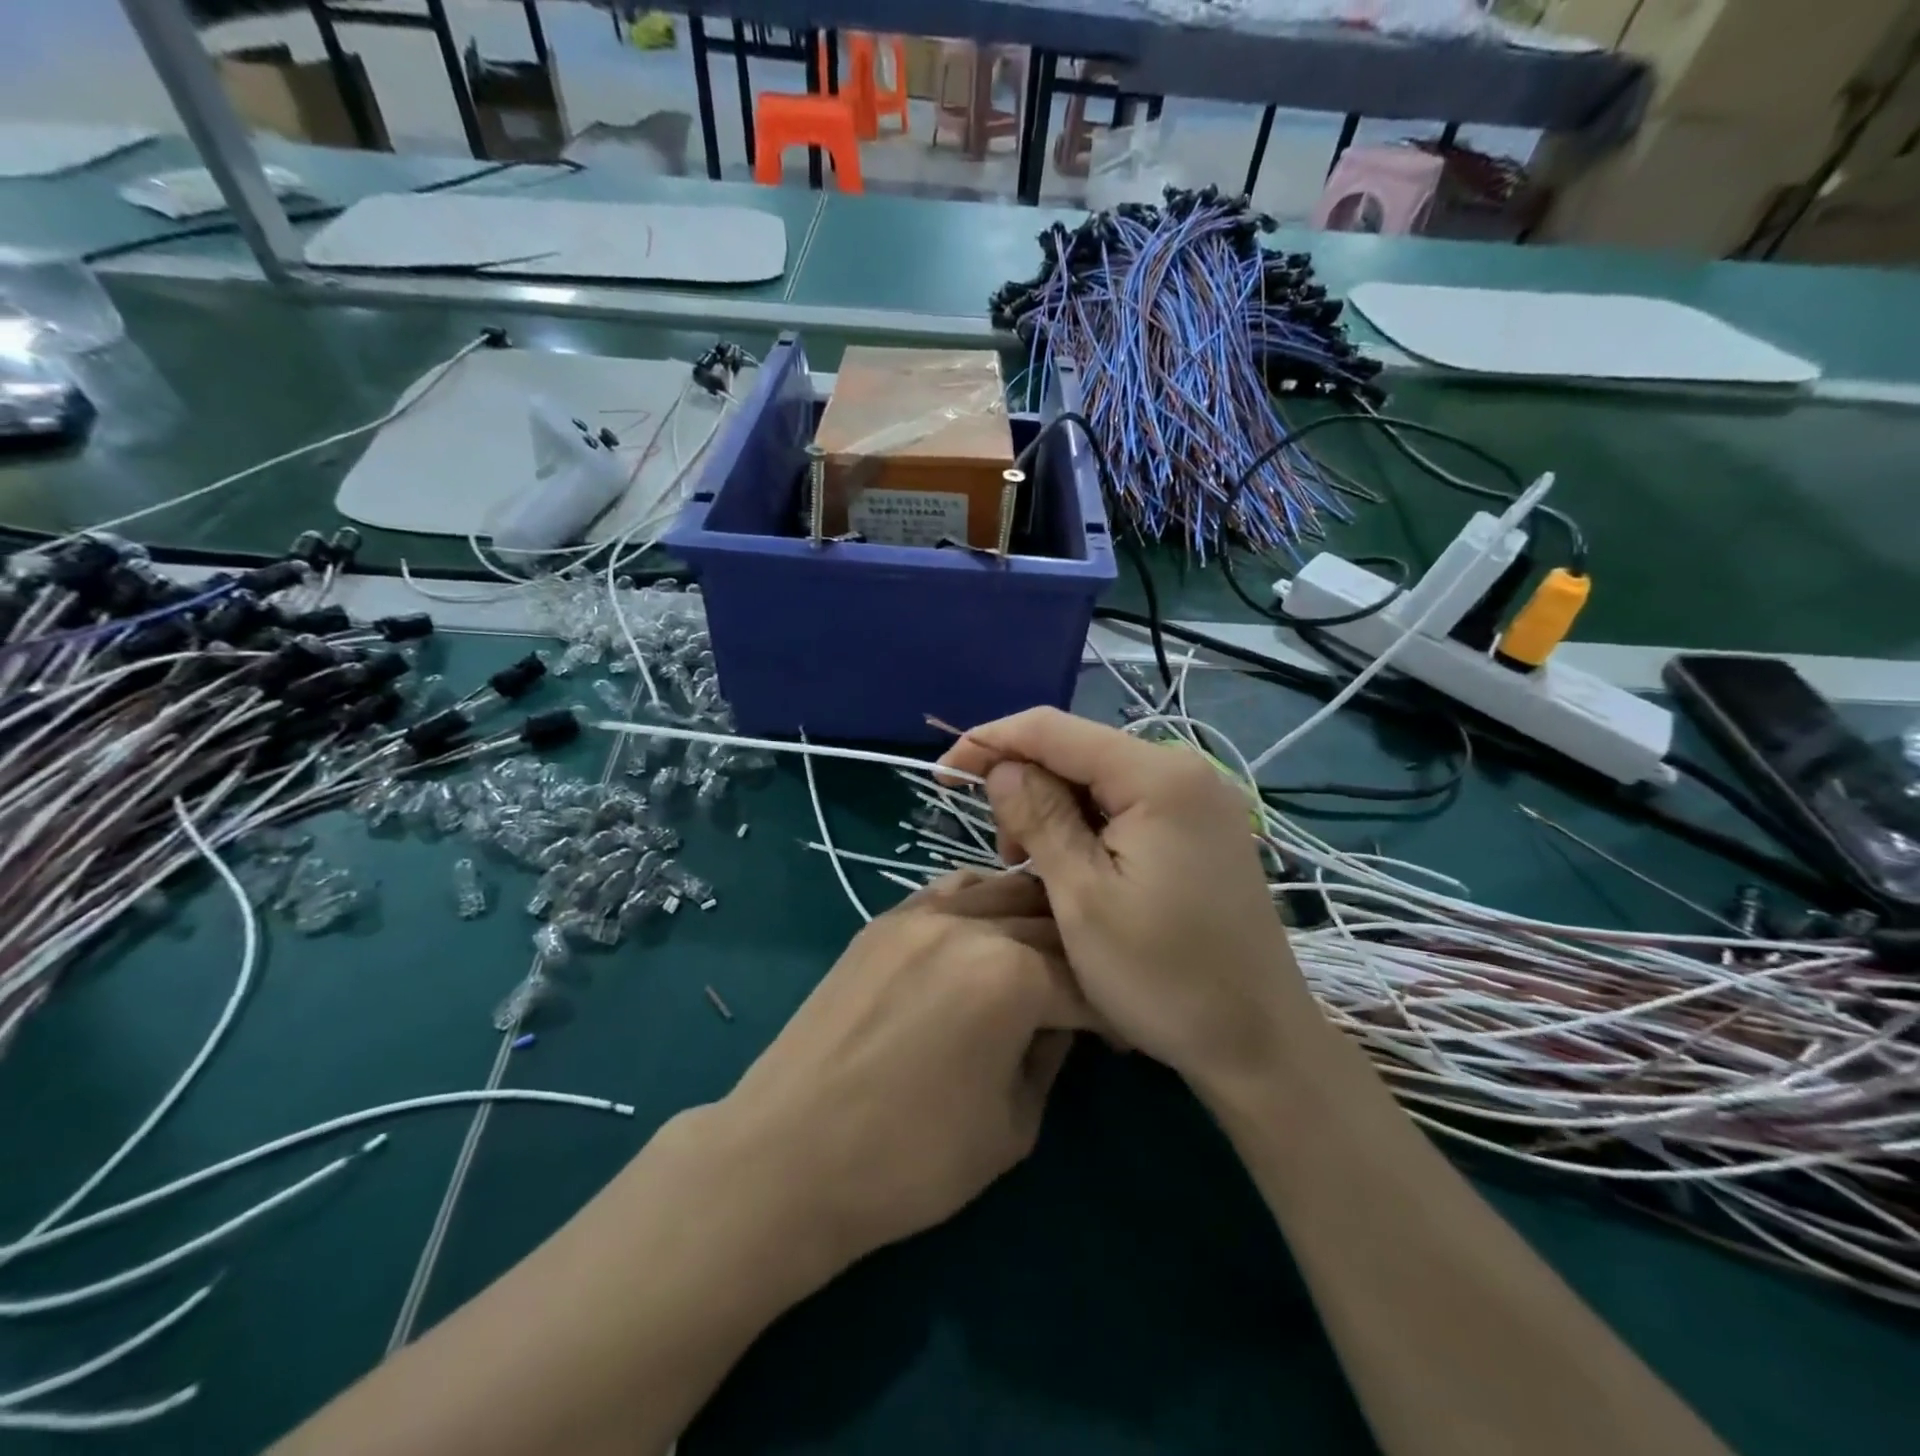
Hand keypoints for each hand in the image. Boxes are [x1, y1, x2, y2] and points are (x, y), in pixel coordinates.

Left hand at [713, 870, 1091, 1276]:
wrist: (787, 1156)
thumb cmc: (909, 1161)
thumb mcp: (1013, 1125)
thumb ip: (1050, 1057)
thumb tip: (1062, 1023)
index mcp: (1011, 975)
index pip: (1086, 978)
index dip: (1113, 1012)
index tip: (1119, 1039)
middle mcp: (969, 925)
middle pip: (1048, 924)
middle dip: (1079, 960)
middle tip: (1087, 999)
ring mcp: (920, 914)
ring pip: (1002, 891)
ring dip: (1035, 919)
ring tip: (1043, 958)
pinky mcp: (884, 920)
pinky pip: (951, 890)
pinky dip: (984, 902)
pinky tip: (987, 933)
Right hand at [939, 708, 1306, 1091]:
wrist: (1259, 1044)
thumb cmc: (1163, 976)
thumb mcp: (1082, 897)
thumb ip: (1038, 817)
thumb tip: (1002, 766)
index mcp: (1157, 776)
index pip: (1052, 729)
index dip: (990, 742)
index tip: (943, 775)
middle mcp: (1185, 770)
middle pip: (1078, 751)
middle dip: (1026, 785)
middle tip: (1005, 852)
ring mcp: (1200, 799)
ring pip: (1099, 779)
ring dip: (1054, 811)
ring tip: (1037, 868)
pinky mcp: (1203, 829)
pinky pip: (1127, 806)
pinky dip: (1087, 827)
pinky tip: (1076, 867)